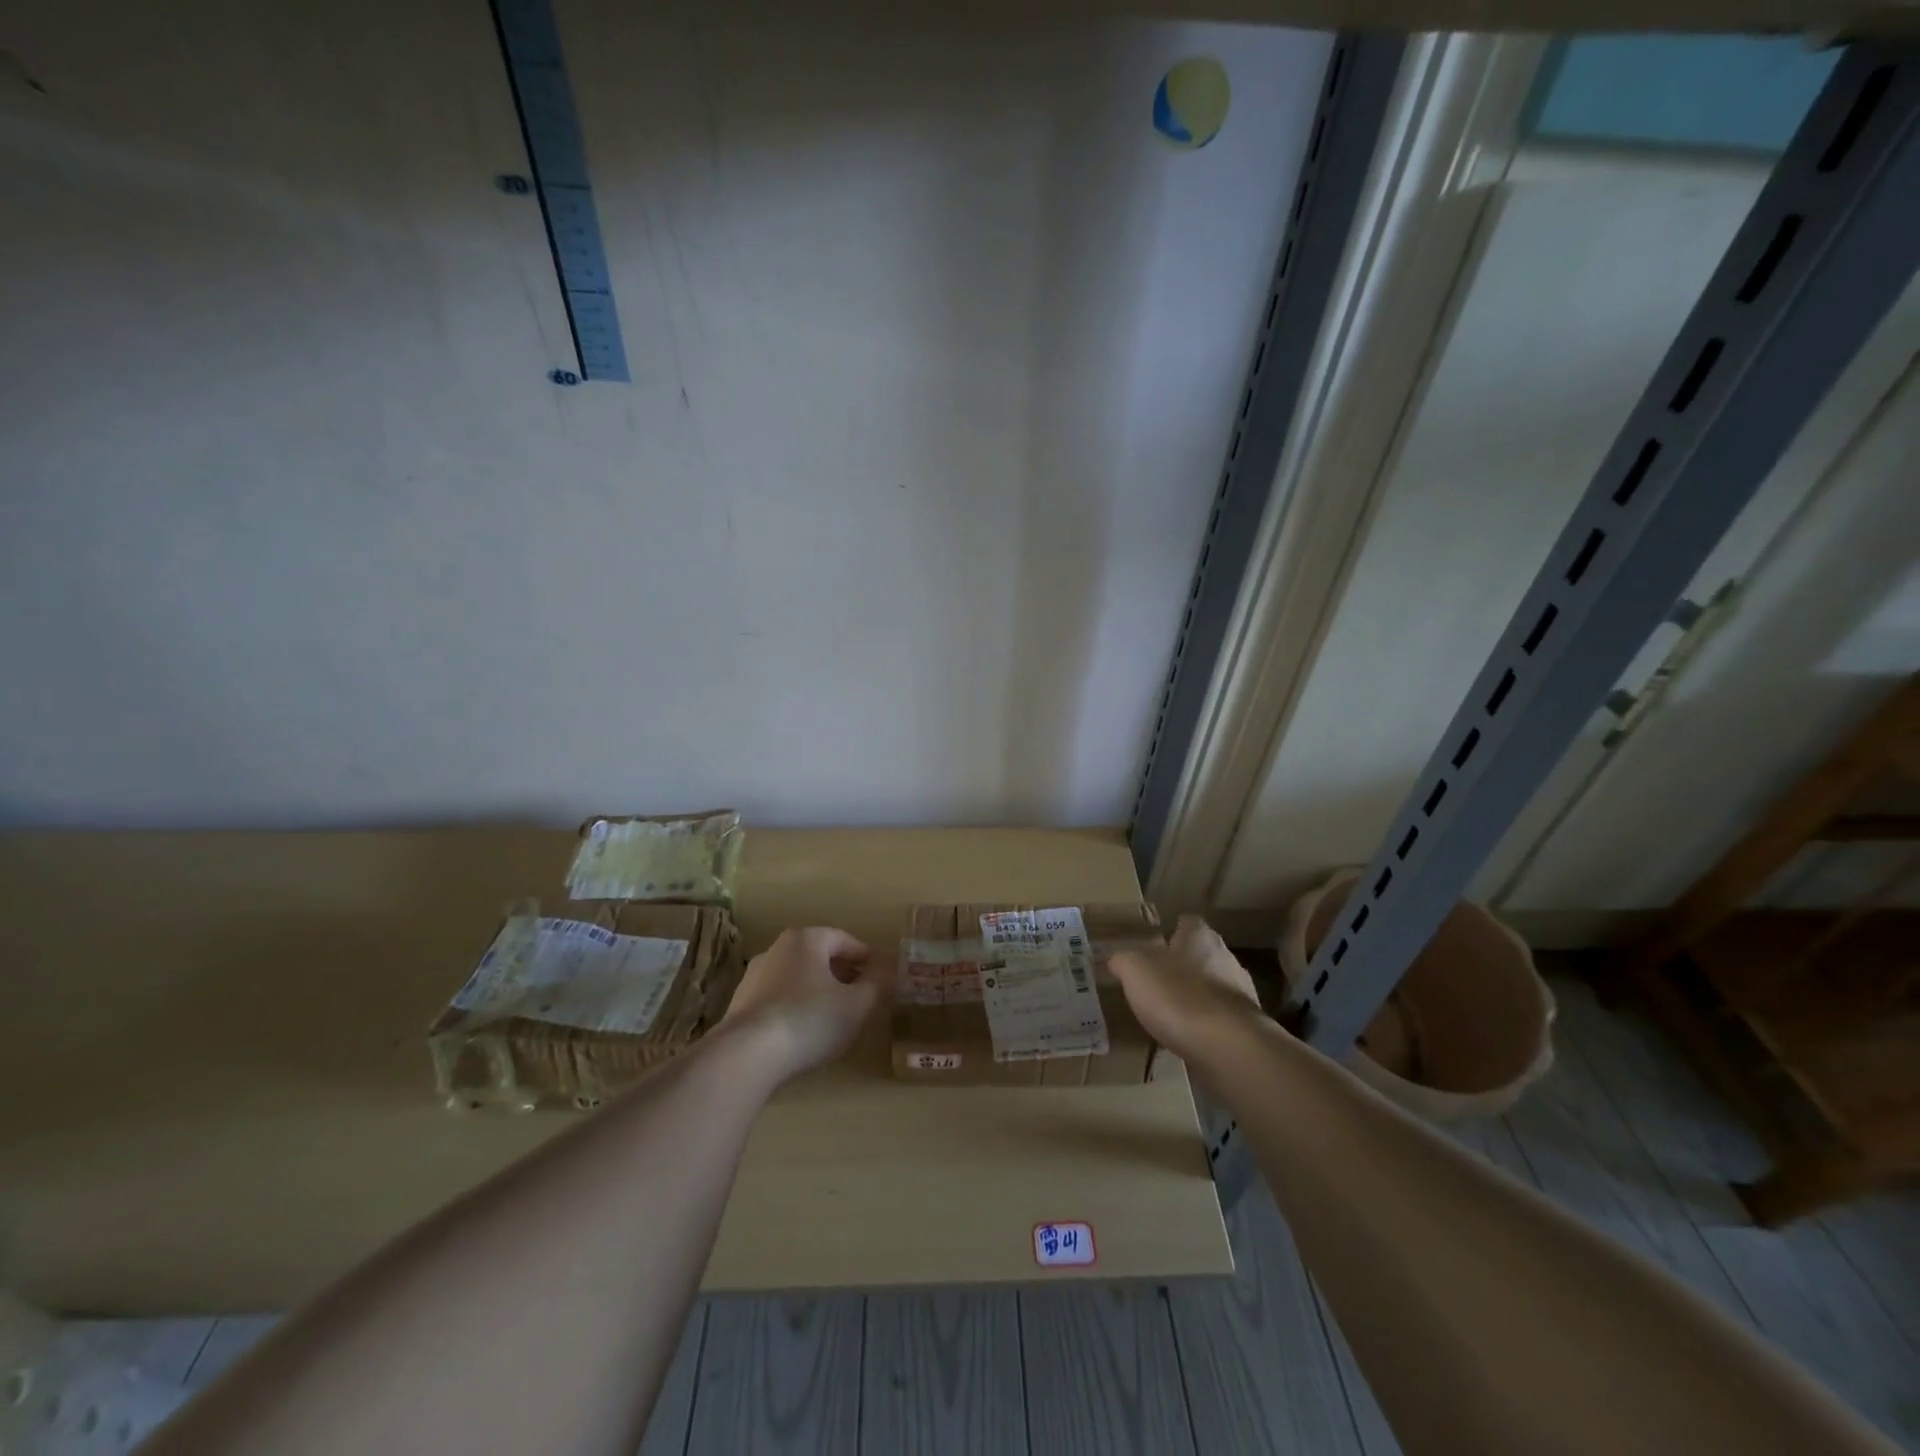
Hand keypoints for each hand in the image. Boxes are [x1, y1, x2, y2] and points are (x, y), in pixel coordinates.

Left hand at [723, 927, 882, 1084]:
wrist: (747, 1056)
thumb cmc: (810, 1020)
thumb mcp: (857, 1004)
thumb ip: (877, 984)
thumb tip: (886, 970)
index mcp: (807, 939)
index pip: (845, 940)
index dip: (867, 959)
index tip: (881, 978)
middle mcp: (778, 948)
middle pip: (820, 956)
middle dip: (843, 974)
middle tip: (861, 997)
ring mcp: (754, 976)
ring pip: (798, 978)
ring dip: (818, 992)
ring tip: (834, 1018)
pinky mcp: (740, 1004)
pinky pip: (779, 999)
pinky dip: (796, 1008)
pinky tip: (804, 1033)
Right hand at [1108, 915, 1264, 1062]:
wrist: (1228, 1047)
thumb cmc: (1177, 995)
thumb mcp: (1134, 971)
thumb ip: (1123, 960)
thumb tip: (1117, 960)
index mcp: (1200, 936)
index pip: (1187, 923)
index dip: (1171, 932)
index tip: (1155, 946)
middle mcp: (1226, 957)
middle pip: (1202, 954)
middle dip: (1183, 966)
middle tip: (1157, 980)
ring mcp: (1241, 992)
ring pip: (1213, 986)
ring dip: (1196, 996)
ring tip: (1170, 1013)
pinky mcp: (1248, 1025)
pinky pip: (1221, 1017)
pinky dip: (1206, 1023)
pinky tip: (1188, 1037)